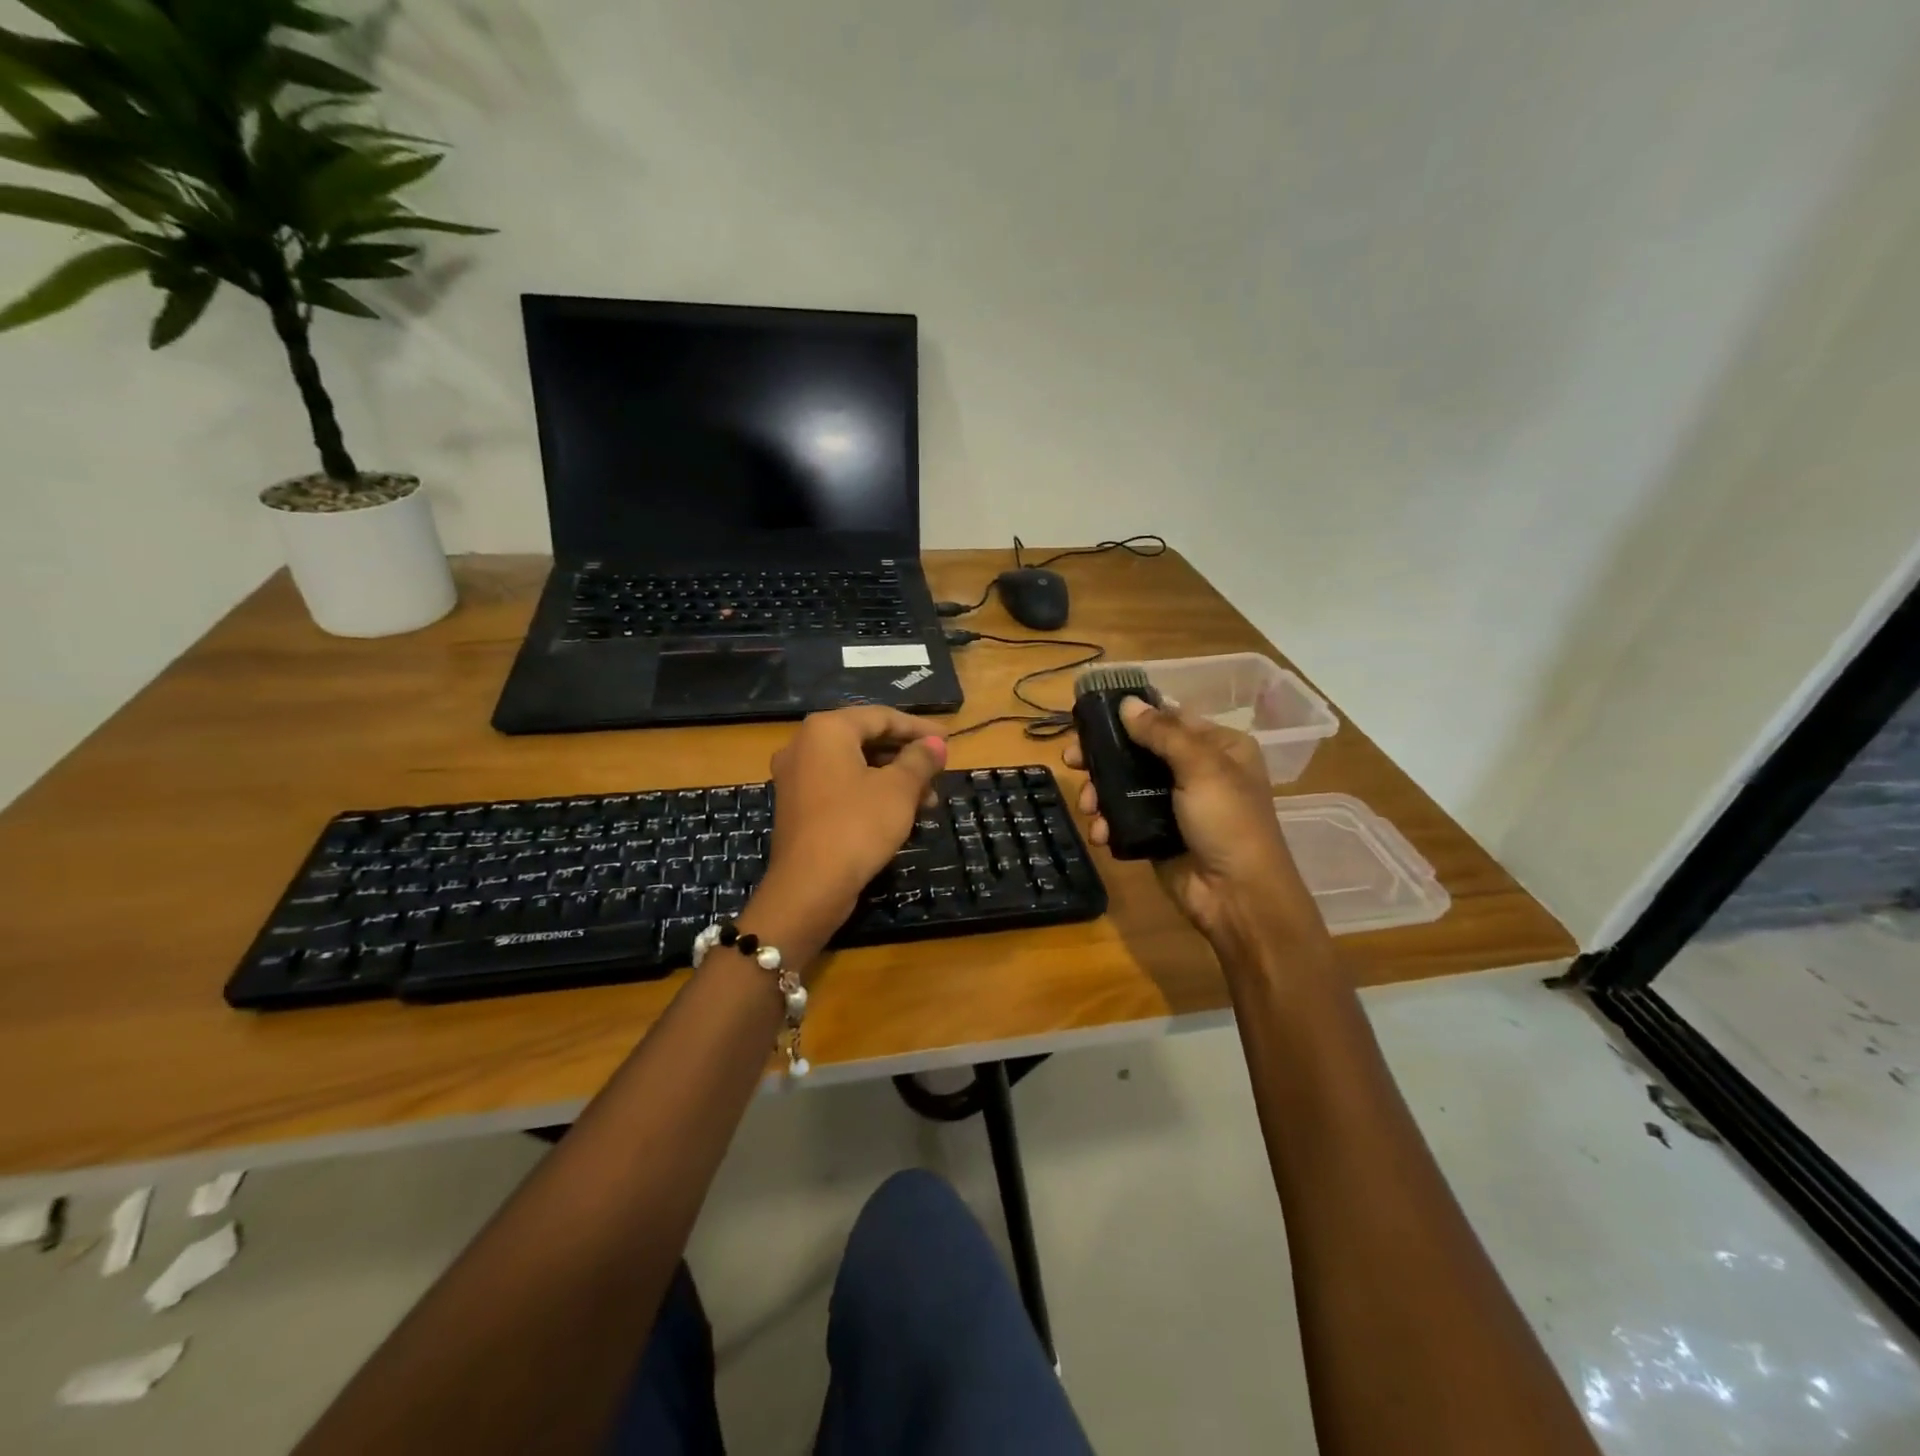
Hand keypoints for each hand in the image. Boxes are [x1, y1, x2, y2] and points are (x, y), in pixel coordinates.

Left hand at [761, 707, 947, 924]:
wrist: (809, 887)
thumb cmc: (858, 825)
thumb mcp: (899, 790)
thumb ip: (920, 760)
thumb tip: (936, 744)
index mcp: (826, 730)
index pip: (881, 716)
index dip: (919, 728)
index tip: (949, 740)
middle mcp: (804, 745)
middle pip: (866, 739)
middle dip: (907, 757)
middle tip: (939, 772)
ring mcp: (796, 777)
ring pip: (855, 766)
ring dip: (893, 778)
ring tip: (928, 801)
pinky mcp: (798, 806)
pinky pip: (841, 786)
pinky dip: (871, 792)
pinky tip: (900, 813)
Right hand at [1064, 698, 1314, 946]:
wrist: (1236, 897)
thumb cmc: (1228, 822)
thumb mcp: (1202, 768)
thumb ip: (1162, 733)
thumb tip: (1126, 703)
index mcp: (1219, 747)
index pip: (1169, 719)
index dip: (1130, 717)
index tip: (1090, 718)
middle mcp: (1197, 771)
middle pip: (1139, 752)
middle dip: (1104, 757)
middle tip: (1071, 760)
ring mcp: (1174, 804)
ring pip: (1125, 785)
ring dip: (1099, 793)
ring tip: (1086, 804)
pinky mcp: (1156, 834)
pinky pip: (1123, 818)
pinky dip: (1107, 822)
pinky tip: (1099, 832)